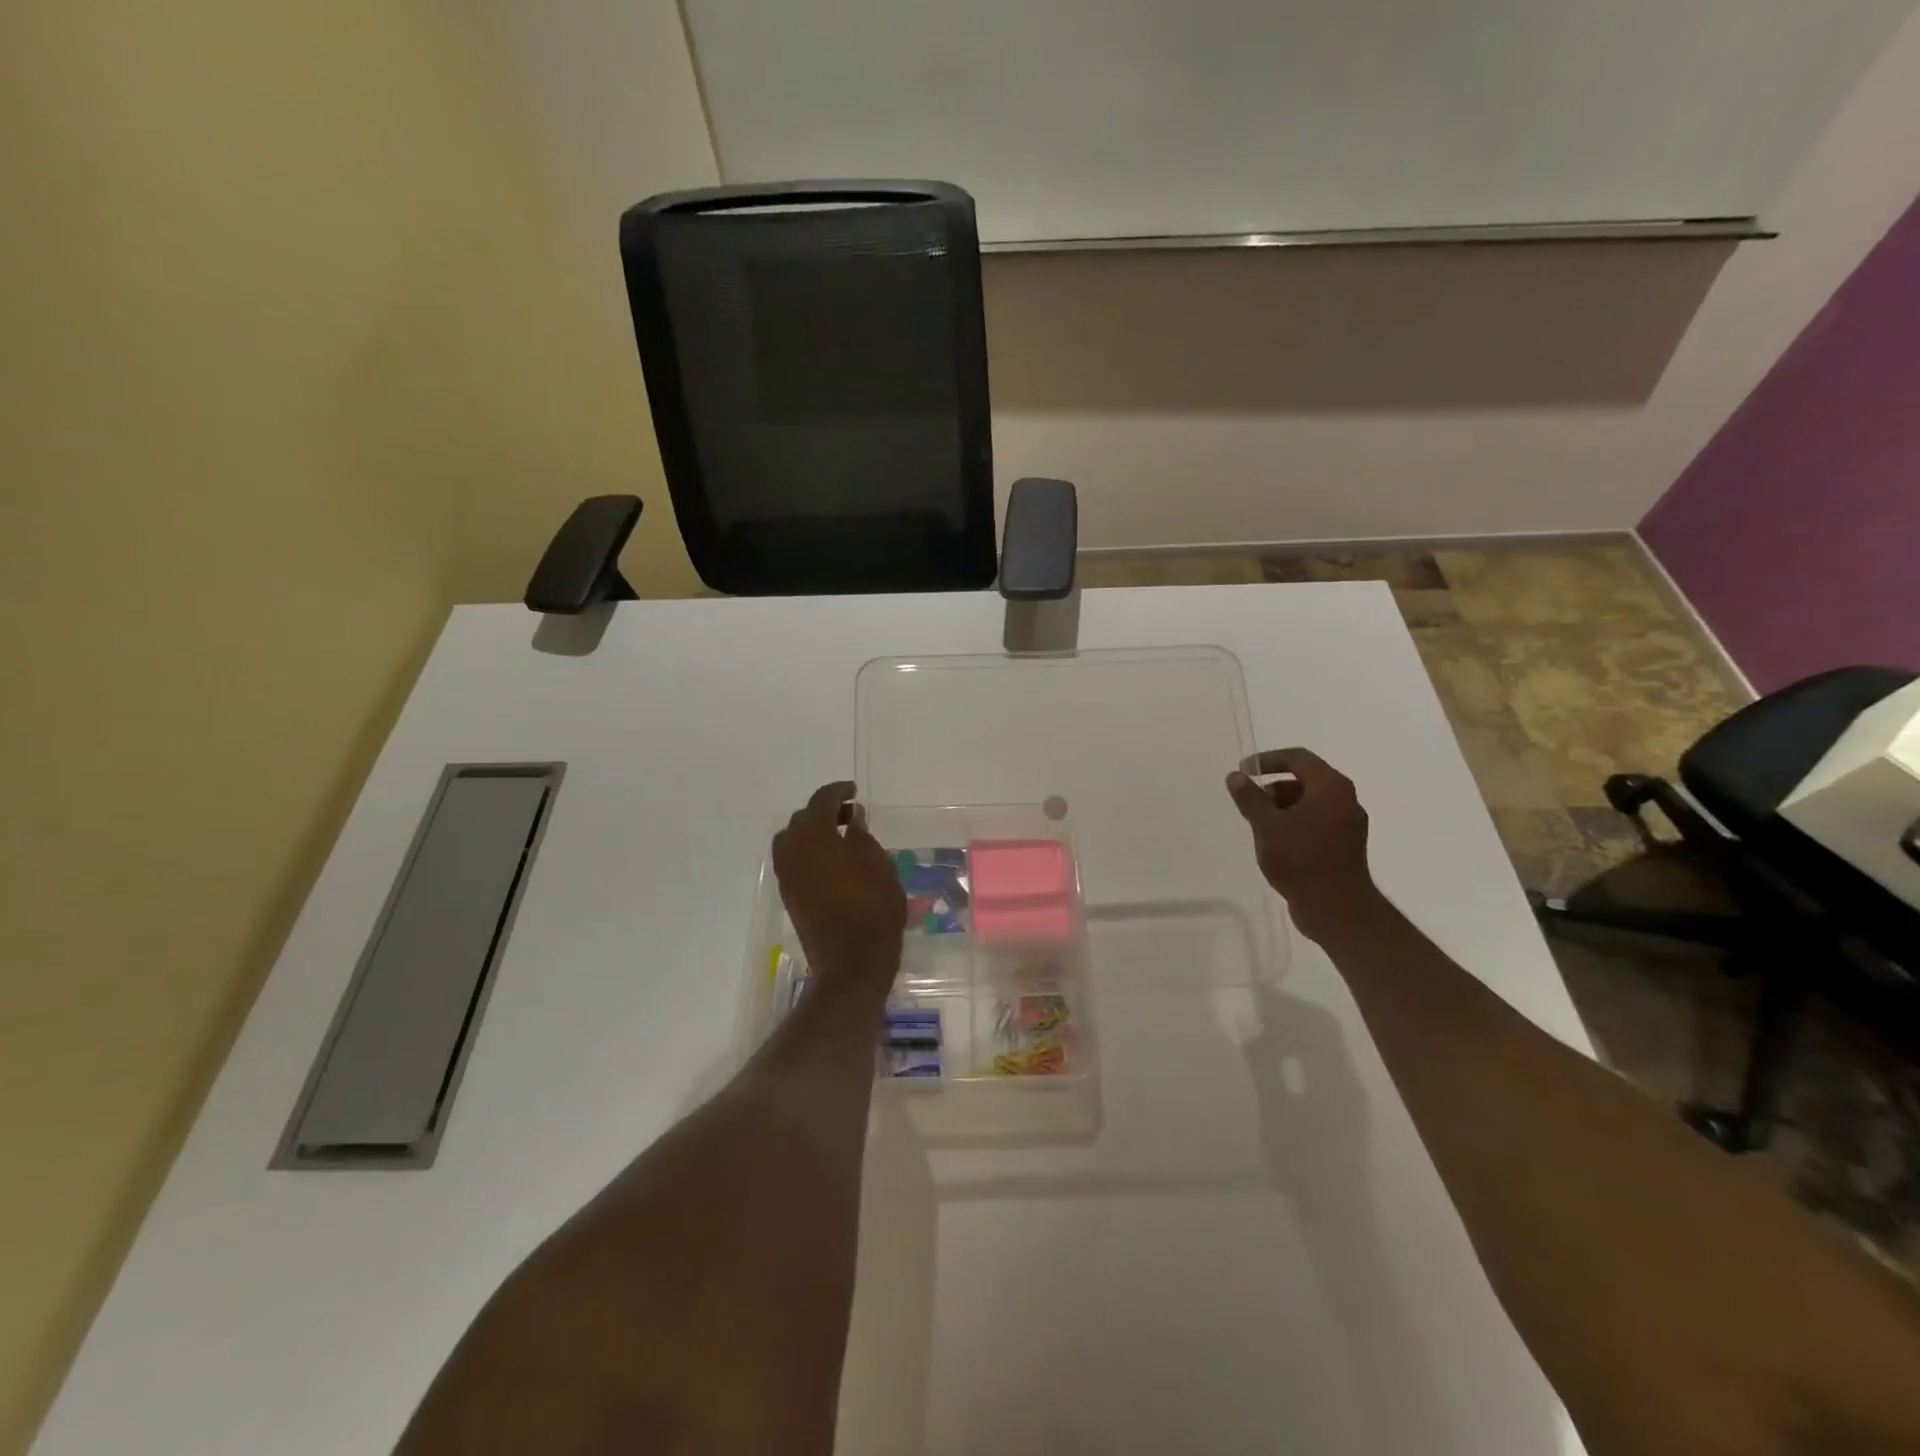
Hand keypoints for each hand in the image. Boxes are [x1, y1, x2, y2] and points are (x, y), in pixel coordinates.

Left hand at [772, 781, 906, 988]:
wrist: (851, 961)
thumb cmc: (872, 906)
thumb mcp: (877, 863)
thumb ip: (861, 835)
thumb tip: (851, 819)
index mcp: (814, 834)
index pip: (822, 800)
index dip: (839, 791)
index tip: (854, 791)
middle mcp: (792, 849)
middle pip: (803, 819)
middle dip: (825, 812)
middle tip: (851, 815)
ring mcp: (786, 875)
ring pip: (793, 840)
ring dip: (814, 833)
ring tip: (841, 839)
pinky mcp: (788, 896)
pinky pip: (794, 862)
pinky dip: (809, 853)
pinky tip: (832, 862)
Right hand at [1225, 747, 1373, 941]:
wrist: (1336, 908)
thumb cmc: (1300, 859)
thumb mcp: (1266, 825)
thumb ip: (1250, 798)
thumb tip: (1235, 776)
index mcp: (1330, 787)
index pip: (1298, 758)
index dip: (1268, 760)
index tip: (1243, 770)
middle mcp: (1345, 799)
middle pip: (1306, 779)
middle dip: (1274, 786)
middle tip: (1250, 801)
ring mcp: (1349, 824)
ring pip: (1311, 802)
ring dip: (1283, 806)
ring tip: (1259, 825)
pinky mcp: (1346, 845)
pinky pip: (1317, 822)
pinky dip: (1295, 823)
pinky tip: (1276, 842)